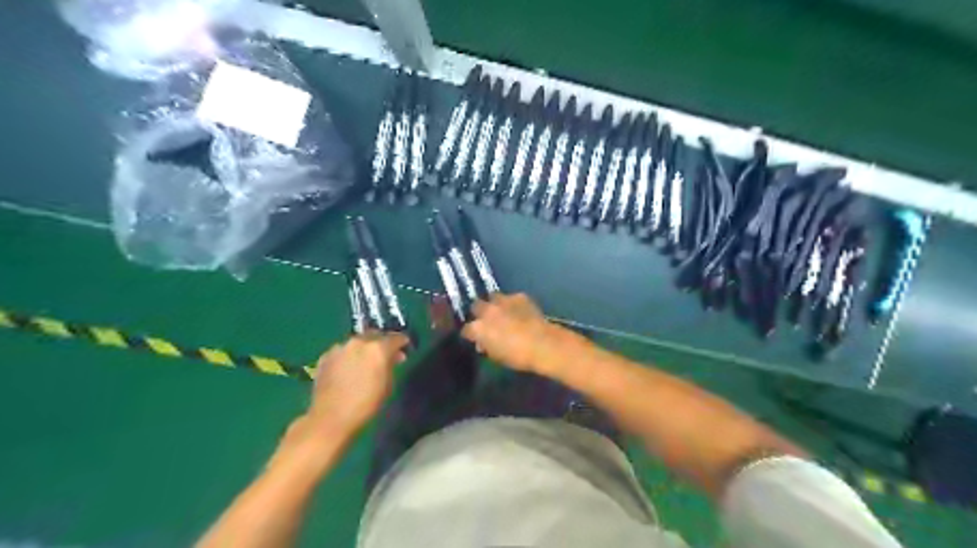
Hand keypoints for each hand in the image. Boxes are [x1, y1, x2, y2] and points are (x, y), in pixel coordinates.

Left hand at [306, 331, 408, 433]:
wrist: (331, 417)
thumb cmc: (366, 404)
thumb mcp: (388, 385)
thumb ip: (392, 365)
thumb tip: (395, 356)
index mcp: (378, 348)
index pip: (396, 337)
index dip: (402, 342)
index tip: (405, 348)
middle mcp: (359, 342)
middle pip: (375, 335)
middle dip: (382, 342)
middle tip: (385, 354)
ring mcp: (340, 347)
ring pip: (357, 342)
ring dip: (363, 348)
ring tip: (364, 362)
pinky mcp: (326, 356)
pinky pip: (342, 351)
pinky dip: (348, 356)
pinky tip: (348, 368)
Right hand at [463, 291, 565, 371]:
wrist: (542, 344)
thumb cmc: (517, 357)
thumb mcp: (496, 356)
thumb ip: (486, 346)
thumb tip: (483, 343)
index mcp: (478, 328)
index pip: (466, 330)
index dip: (471, 334)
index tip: (476, 338)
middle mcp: (487, 311)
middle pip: (476, 306)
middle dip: (480, 313)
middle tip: (488, 321)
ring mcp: (503, 301)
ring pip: (493, 297)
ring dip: (495, 304)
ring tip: (503, 312)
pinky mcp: (519, 296)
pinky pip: (512, 298)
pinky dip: (514, 304)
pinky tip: (521, 311)